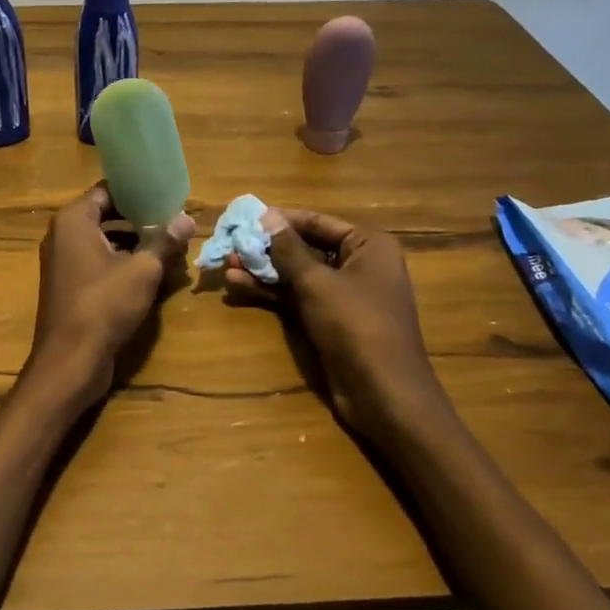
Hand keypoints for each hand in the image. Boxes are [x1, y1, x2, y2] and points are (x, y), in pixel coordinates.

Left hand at [28, 185, 194, 407]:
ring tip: (171, 248)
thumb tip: (187, 218)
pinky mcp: (70, 286)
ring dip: (136, 244)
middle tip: (174, 221)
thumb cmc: (104, 305)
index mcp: (73, 220)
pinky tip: (153, 274)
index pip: (107, 190)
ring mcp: (64, 263)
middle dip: (141, 220)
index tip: (166, 194)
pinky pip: (99, 264)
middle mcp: (63, 235)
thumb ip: (164, 241)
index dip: (137, 191)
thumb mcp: (142, 270)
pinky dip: (123, 264)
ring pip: (105, 242)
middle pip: (107, 215)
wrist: (70, 361)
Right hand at [223, 208, 441, 441]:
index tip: (244, 217)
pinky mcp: (329, 319)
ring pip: (297, 274)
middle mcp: (358, 263)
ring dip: (263, 270)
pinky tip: (238, 285)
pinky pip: (297, 297)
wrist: (383, 393)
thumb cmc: (356, 325)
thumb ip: (288, 249)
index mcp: (368, 245)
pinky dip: (271, 291)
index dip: (280, 219)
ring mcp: (343, 294)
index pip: (316, 221)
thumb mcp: (317, 283)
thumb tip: (266, 216)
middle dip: (267, 247)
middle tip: (230, 243)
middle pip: (305, 247)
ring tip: (226, 264)